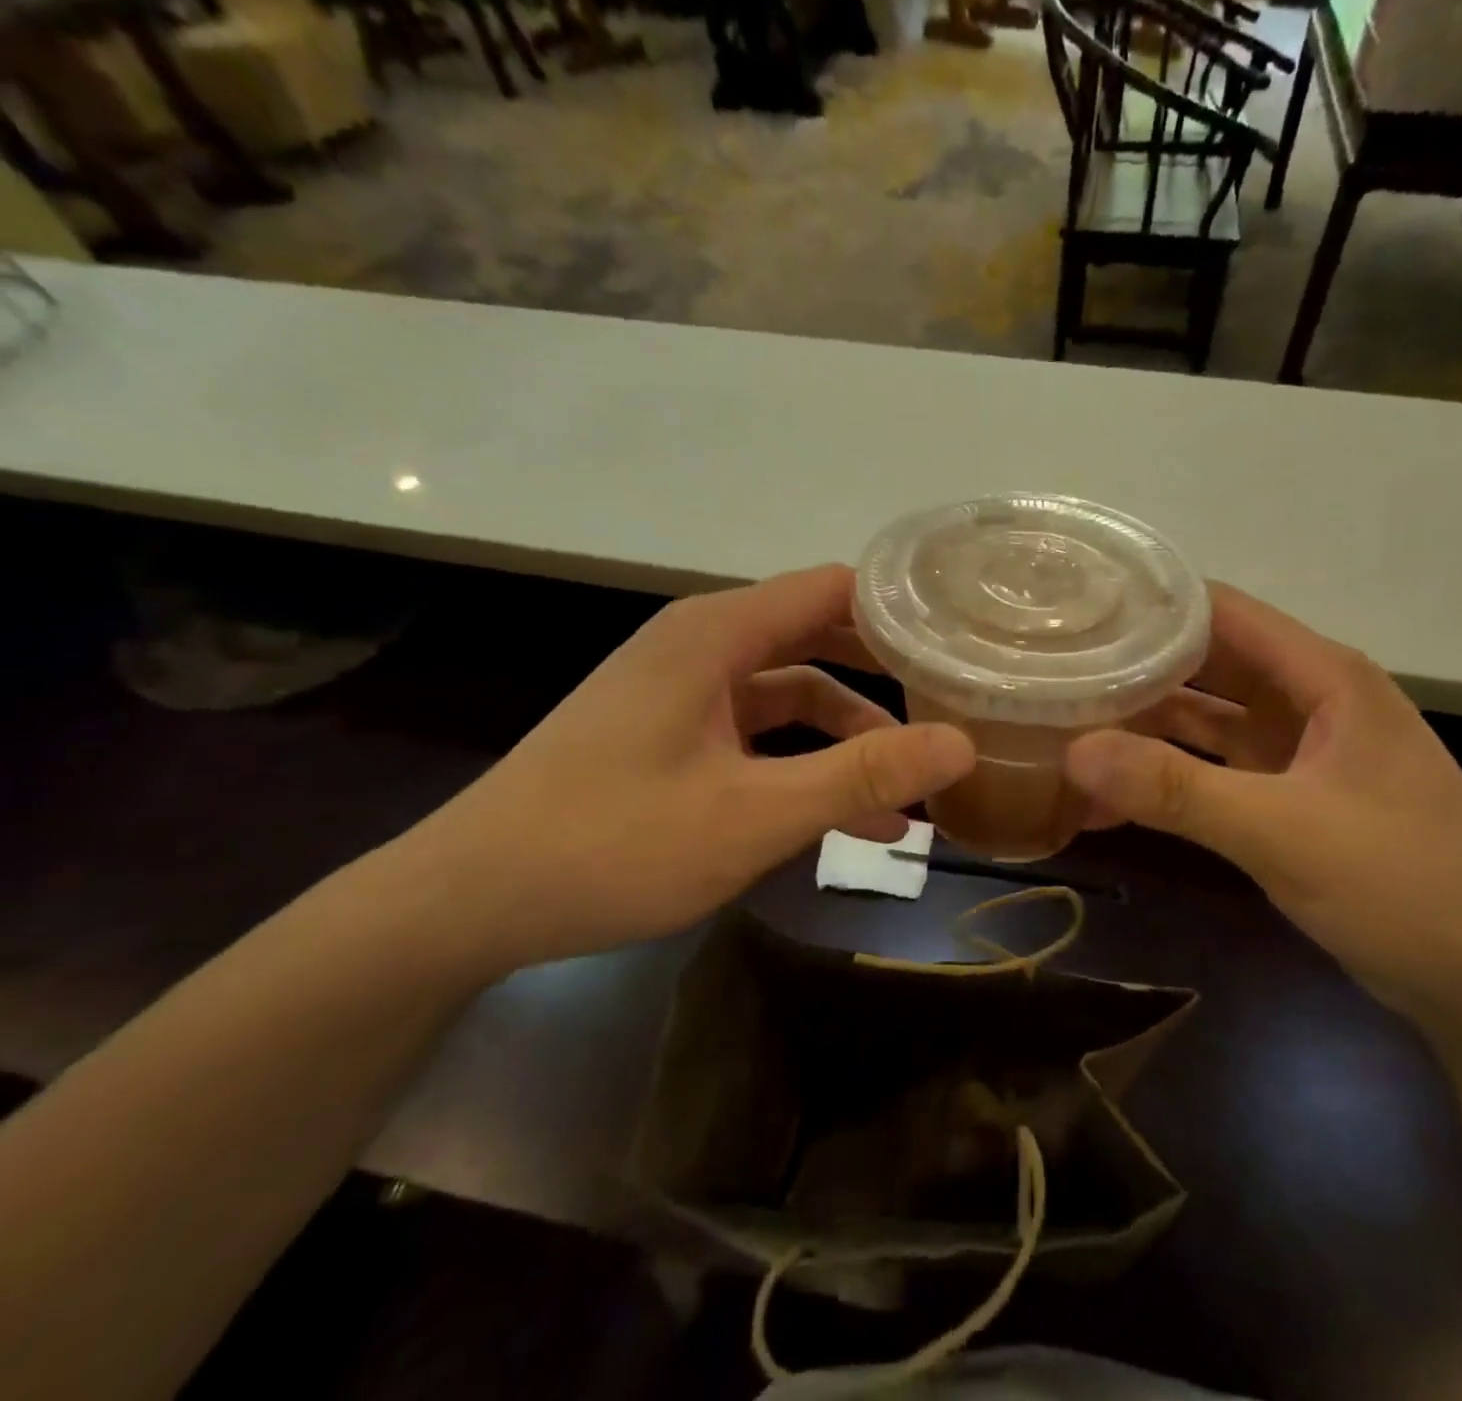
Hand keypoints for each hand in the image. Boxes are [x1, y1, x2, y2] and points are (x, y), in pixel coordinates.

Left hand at [389, 566, 974, 977]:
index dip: (901, 609)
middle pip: (819, 637)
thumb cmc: (612, 843)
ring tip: (912, 790)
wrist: (470, 900)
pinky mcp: (673, 735)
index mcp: (717, 633)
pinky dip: (805, 763)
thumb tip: (963, 745)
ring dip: (851, 736)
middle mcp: (702, 645)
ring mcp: (685, 692)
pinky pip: (758, 733)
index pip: (833, 589)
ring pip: (792, 694)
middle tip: (956, 707)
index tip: (963, 643)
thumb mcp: (753, 814)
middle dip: (887, 676)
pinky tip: (846, 817)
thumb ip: (860, 775)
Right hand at [1066, 584, 1461, 1015]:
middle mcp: (1310, 700)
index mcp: (1326, 677)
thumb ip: (1177, 790)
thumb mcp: (1285, 832)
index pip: (1224, 612)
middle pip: (1207, 663)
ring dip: (1145, 724)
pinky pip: (1214, 771)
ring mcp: (1299, 751)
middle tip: (1055, 668)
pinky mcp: (1289, 798)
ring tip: (1066, 723)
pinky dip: (1167, 775)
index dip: (1152, 603)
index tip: (1078, 611)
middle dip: (1135, 665)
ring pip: (1206, 719)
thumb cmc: (1406, 887)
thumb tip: (1074, 752)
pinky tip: (1111, 792)